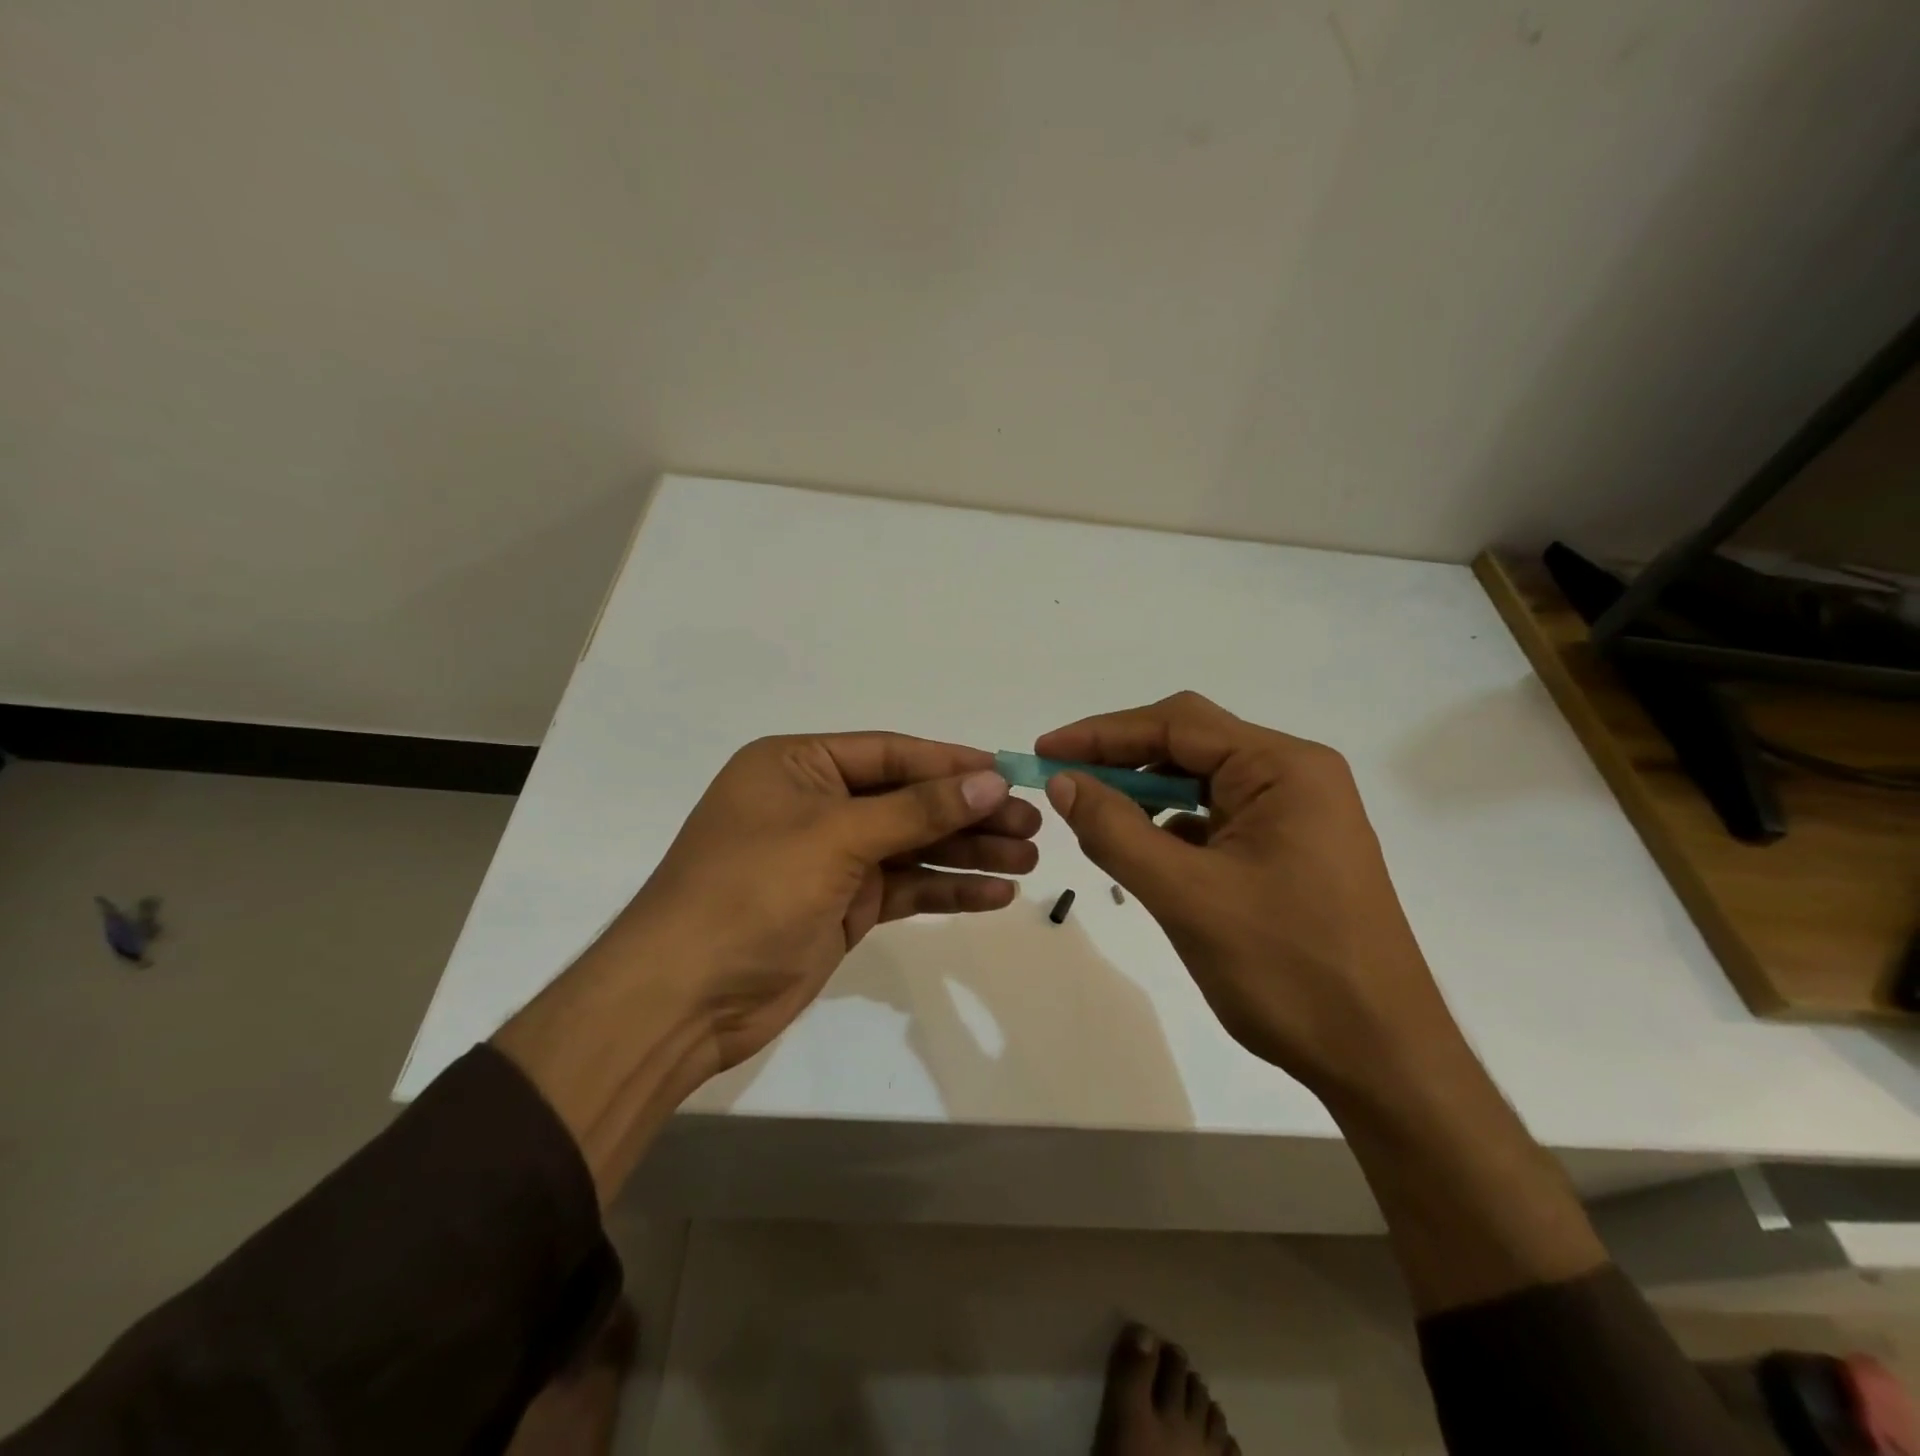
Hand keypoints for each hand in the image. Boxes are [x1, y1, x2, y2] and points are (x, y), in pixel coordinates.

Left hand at [604, 733, 1039, 1076]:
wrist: (685, 998)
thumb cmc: (751, 891)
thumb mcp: (836, 837)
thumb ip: (917, 810)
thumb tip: (990, 778)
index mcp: (798, 766)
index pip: (890, 754)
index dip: (951, 763)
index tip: (1009, 773)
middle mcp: (815, 804)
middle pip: (908, 801)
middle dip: (969, 813)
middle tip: (1032, 825)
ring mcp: (830, 859)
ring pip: (912, 846)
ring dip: (968, 853)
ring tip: (1029, 859)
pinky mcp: (842, 906)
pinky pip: (904, 888)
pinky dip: (946, 890)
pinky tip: (995, 894)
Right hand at [1038, 692, 1449, 1096]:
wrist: (1381, 1059)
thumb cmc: (1287, 970)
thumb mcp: (1187, 896)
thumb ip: (1116, 831)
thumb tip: (1063, 782)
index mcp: (1284, 769)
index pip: (1178, 724)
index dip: (1103, 733)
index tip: (1045, 750)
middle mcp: (1295, 777)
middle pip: (1191, 746)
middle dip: (1122, 761)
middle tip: (1060, 781)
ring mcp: (1296, 815)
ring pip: (1201, 784)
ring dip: (1144, 795)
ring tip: (1090, 814)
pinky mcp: (1289, 851)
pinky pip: (1217, 819)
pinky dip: (1171, 827)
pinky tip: (1139, 849)